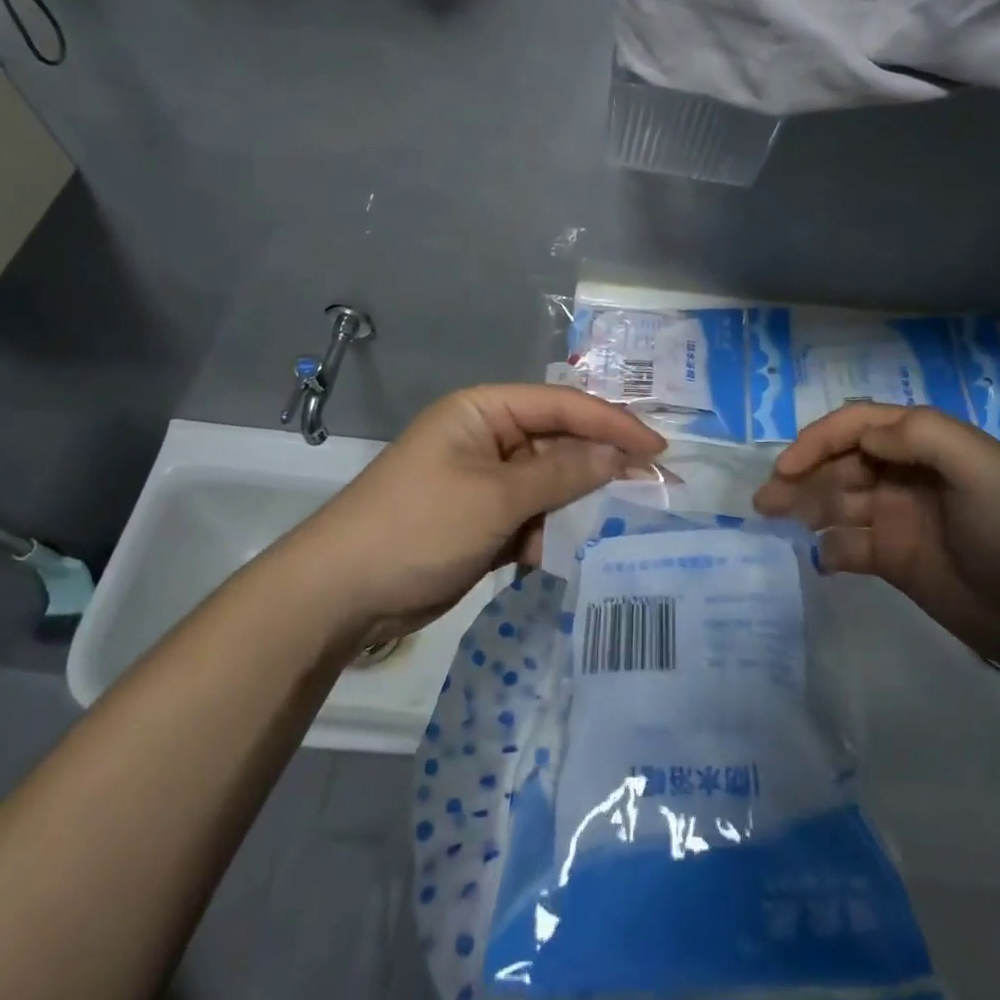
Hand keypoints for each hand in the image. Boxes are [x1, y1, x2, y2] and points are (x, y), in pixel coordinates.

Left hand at [296, 384, 665, 638]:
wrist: (340, 594)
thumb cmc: (419, 526)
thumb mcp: (497, 497)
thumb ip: (562, 474)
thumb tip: (620, 457)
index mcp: (485, 410)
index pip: (562, 405)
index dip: (613, 424)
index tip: (659, 449)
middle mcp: (487, 437)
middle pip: (559, 442)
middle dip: (600, 466)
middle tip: (653, 488)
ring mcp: (483, 480)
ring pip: (549, 483)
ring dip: (575, 505)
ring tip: (615, 527)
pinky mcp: (481, 520)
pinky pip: (531, 515)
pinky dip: (548, 533)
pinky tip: (564, 553)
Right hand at [753, 403, 999, 675]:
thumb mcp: (980, 466)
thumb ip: (920, 436)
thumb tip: (862, 435)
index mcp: (927, 445)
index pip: (860, 426)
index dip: (819, 439)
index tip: (788, 466)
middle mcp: (906, 475)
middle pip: (841, 462)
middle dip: (802, 474)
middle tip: (766, 499)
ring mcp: (898, 518)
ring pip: (837, 501)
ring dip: (804, 506)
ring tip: (772, 519)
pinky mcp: (896, 561)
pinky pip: (849, 546)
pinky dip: (829, 548)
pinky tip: (820, 558)